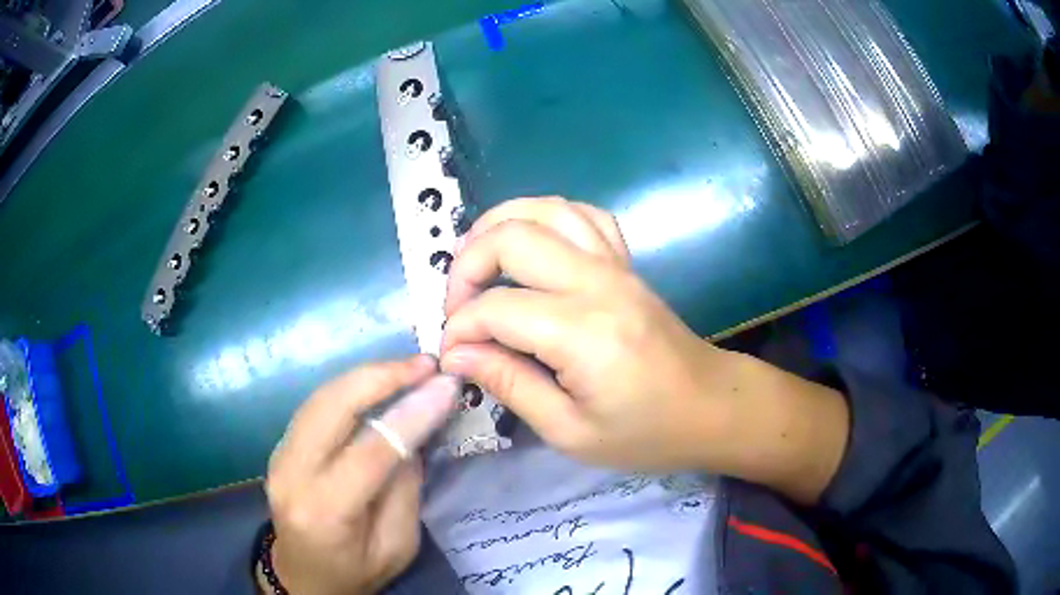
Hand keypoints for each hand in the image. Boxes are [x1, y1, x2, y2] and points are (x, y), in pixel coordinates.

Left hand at [264, 357, 458, 594]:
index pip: (370, 450)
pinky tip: (377, 383)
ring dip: (366, 376)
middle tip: (425, 363)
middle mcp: (292, 474)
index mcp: (325, 510)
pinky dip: (349, 388)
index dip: (411, 414)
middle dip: (381, 376)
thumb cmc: (356, 571)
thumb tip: (413, 432)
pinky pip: (315, 406)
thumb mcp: (397, 546)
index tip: (446, 385)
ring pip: (321, 396)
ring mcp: (278, 456)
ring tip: (408, 367)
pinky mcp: (280, 447)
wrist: (303, 577)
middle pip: (332, 406)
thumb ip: (405, 489)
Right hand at [440, 197, 848, 502]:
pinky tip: (531, 244)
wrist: (712, 408)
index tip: (451, 355)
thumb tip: (456, 354)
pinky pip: (583, 215)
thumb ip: (510, 385)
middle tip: (457, 308)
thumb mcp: (570, 431)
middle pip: (512, 238)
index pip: (496, 308)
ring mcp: (616, 265)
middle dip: (467, 266)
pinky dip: (546, 217)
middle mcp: (598, 282)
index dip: (460, 329)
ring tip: (476, 260)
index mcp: (583, 332)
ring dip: (499, 225)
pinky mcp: (626, 263)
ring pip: (546, 209)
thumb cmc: (647, 433)